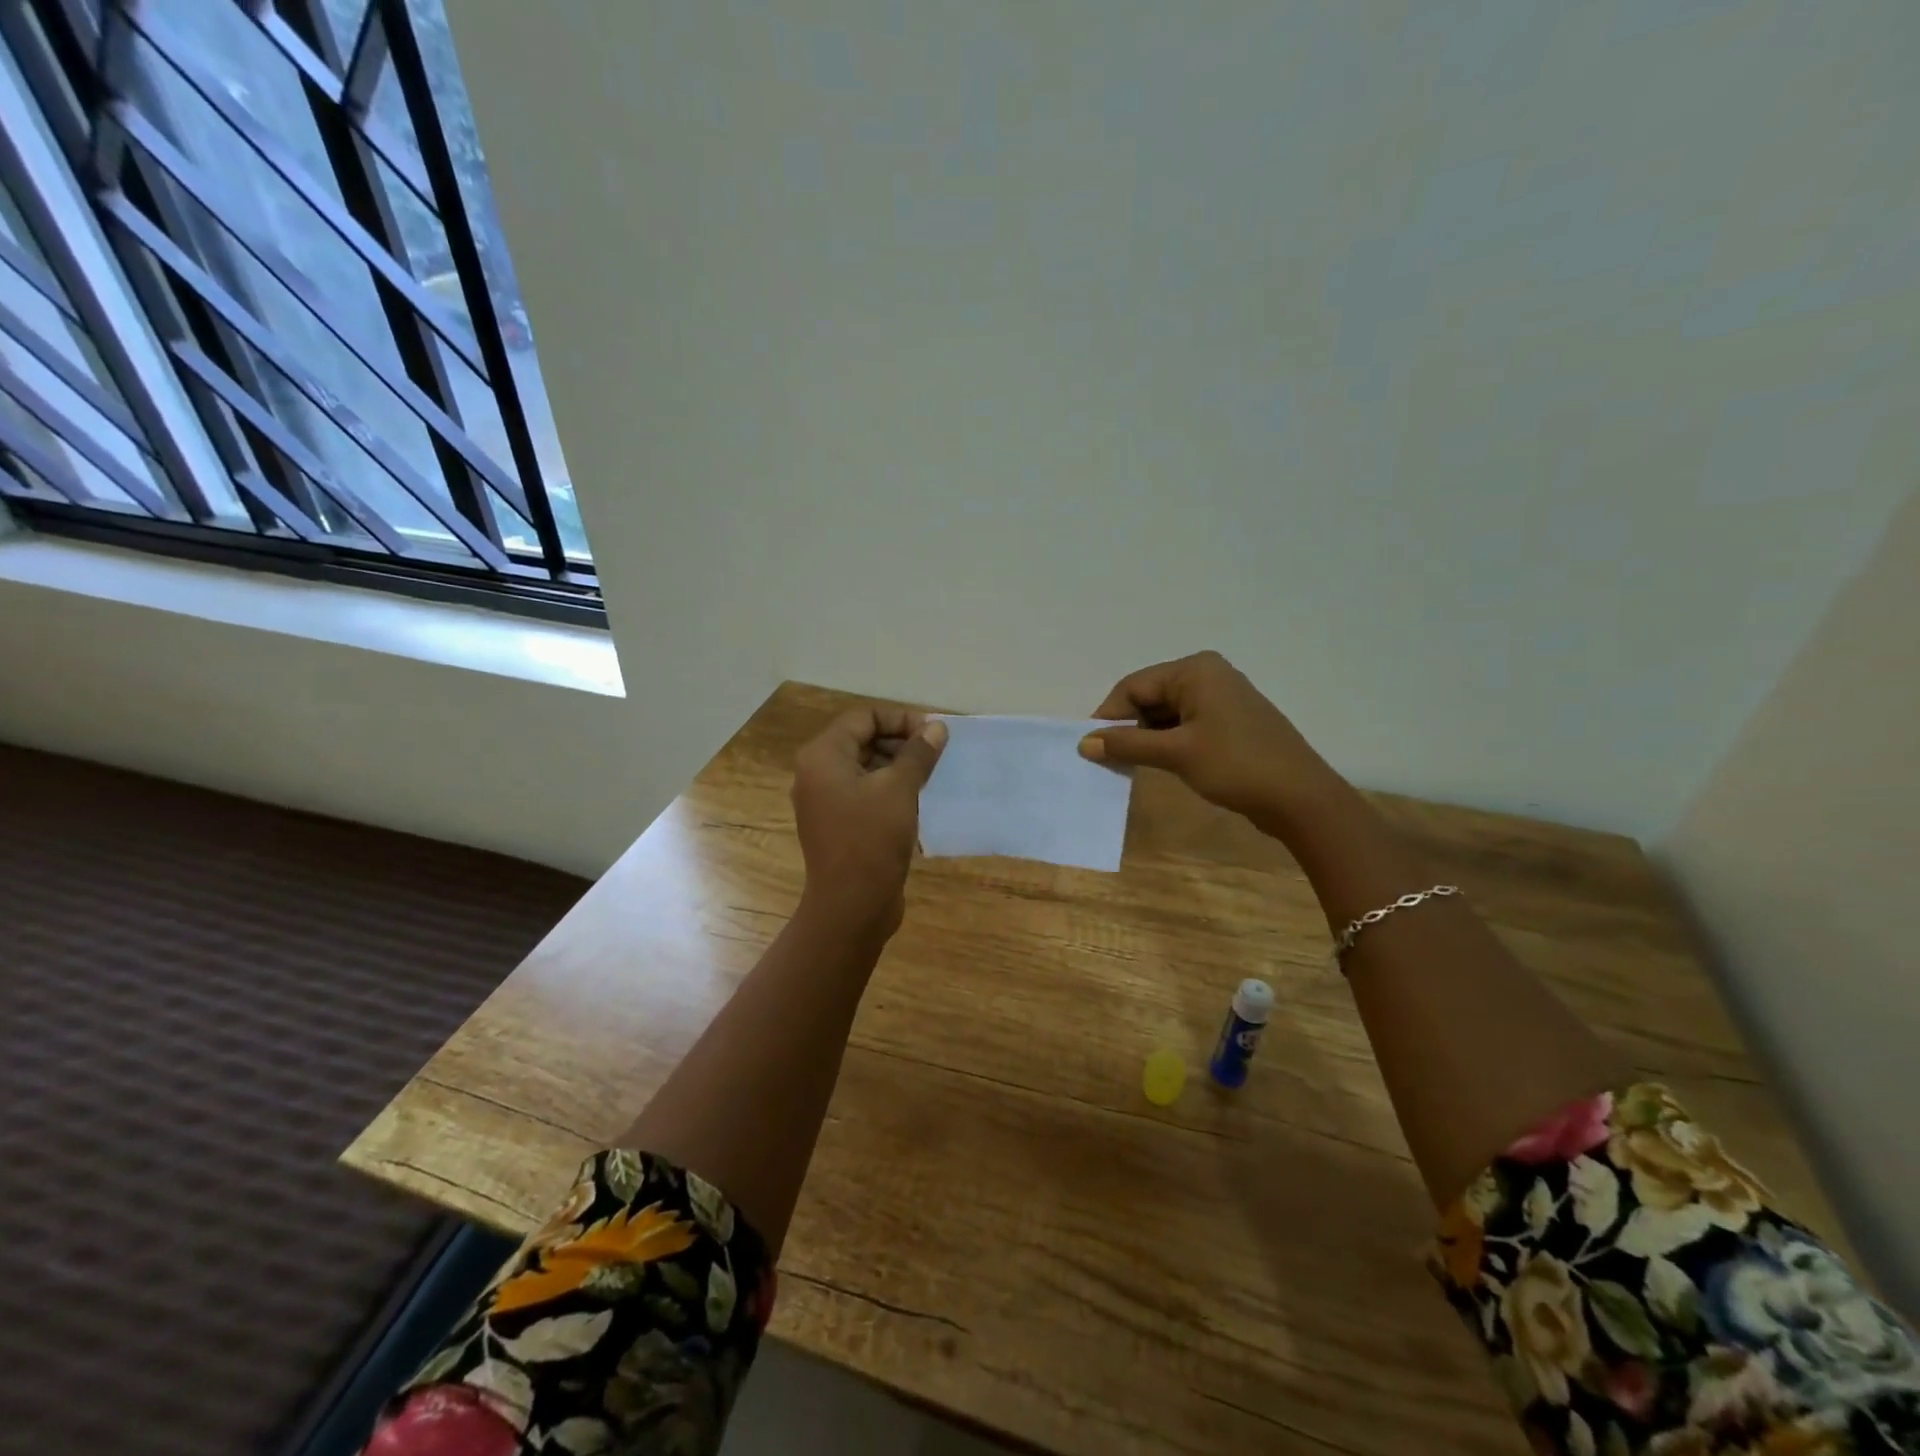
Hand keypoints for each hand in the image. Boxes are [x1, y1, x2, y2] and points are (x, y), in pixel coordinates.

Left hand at [791, 707, 947, 936]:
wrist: (851, 905)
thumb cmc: (871, 839)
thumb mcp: (900, 789)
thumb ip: (918, 753)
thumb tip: (937, 727)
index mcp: (823, 756)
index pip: (864, 718)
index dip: (900, 719)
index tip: (934, 732)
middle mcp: (817, 773)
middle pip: (862, 740)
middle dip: (900, 741)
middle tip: (936, 752)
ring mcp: (825, 801)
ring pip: (865, 767)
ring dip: (898, 765)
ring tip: (931, 774)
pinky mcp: (837, 824)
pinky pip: (864, 792)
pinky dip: (889, 788)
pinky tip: (918, 798)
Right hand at [1079, 651, 1339, 831]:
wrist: (1300, 797)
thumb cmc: (1236, 765)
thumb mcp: (1176, 753)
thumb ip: (1127, 744)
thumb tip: (1084, 743)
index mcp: (1195, 670)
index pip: (1134, 686)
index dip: (1109, 716)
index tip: (1091, 748)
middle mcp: (1207, 674)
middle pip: (1149, 696)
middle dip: (1127, 726)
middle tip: (1109, 759)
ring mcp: (1221, 698)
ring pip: (1166, 712)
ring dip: (1146, 736)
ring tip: (1131, 765)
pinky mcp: (1229, 721)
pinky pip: (1185, 724)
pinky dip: (1166, 741)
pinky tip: (1158, 763)